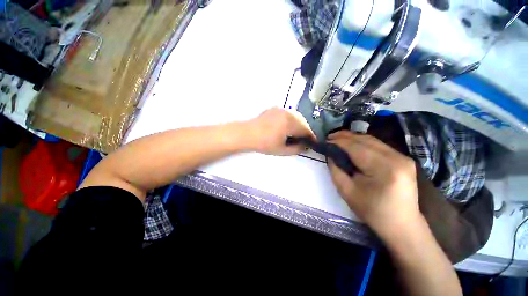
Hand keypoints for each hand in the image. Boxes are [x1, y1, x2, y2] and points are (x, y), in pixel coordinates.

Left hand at [247, 108, 315, 155]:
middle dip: (305, 131)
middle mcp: (288, 113)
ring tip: (295, 135)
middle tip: (303, 140)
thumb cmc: (264, 143)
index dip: (311, 137)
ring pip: (296, 117)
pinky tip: (286, 128)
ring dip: (298, 125)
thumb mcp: (282, 150)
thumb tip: (305, 147)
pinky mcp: (275, 109)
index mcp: (291, 122)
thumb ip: (297, 149)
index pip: (306, 130)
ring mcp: (281, 109)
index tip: (313, 143)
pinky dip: (291, 121)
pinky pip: (288, 114)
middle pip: (302, 122)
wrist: (247, 134)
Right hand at [327, 131, 419, 238]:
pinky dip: (363, 143)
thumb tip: (330, 154)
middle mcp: (396, 158)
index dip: (338, 142)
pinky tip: (353, 146)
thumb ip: (335, 170)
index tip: (324, 141)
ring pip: (372, 140)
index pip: (356, 147)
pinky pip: (379, 146)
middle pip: (365, 140)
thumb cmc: (372, 211)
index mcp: (384, 168)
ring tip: (338, 140)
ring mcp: (403, 157)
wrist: (401, 225)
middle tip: (329, 138)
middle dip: (345, 137)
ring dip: (353, 138)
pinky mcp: (403, 159)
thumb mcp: (347, 191)